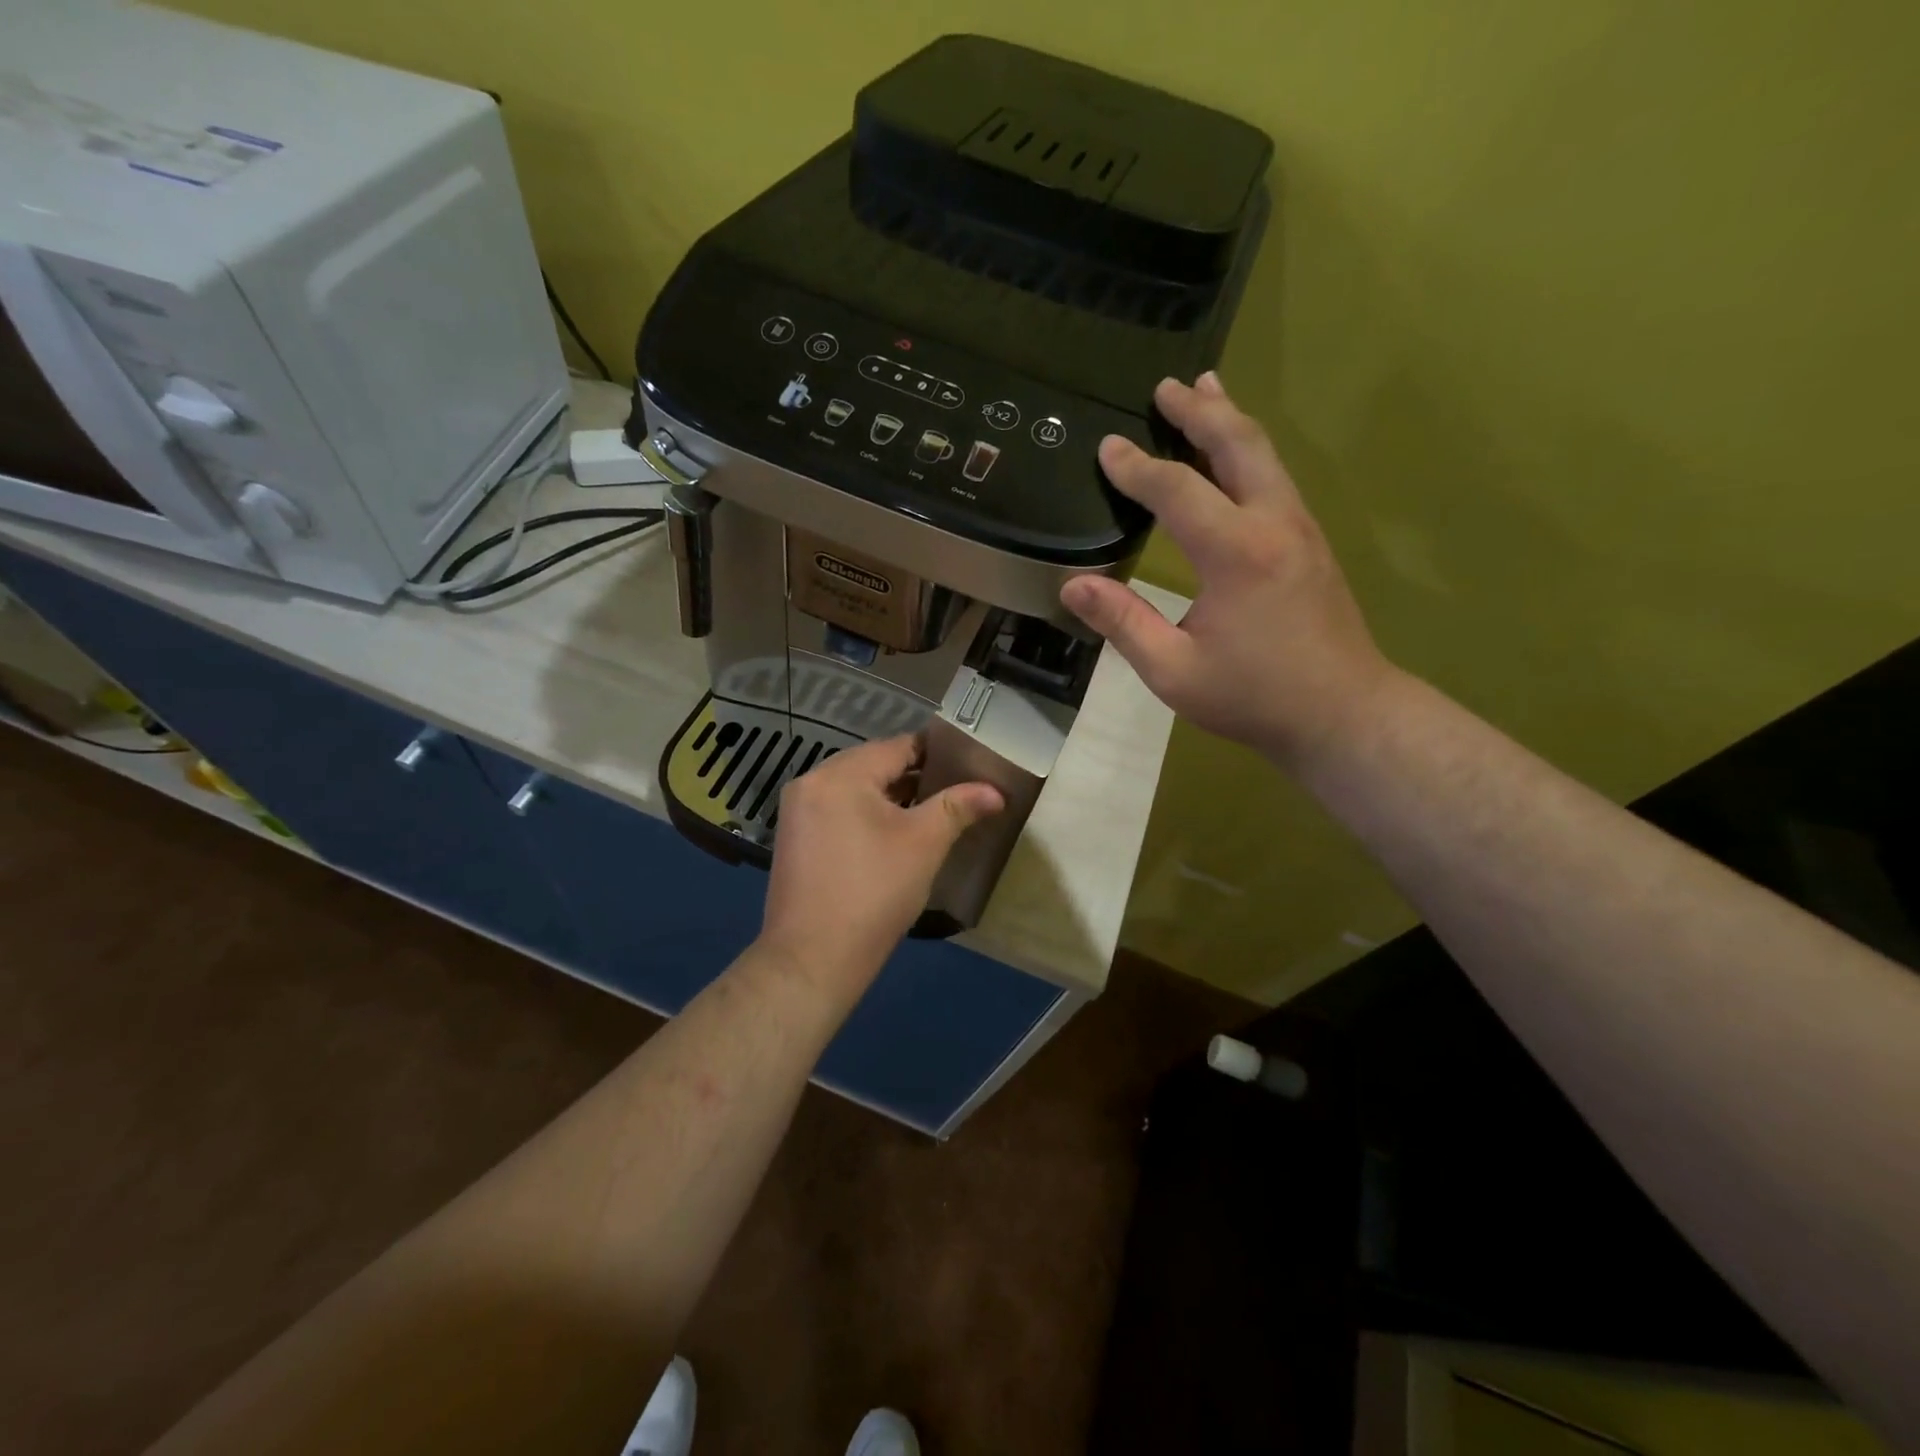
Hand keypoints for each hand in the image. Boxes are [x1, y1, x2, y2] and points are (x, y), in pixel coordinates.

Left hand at [759, 735, 1003, 995]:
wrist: (812, 959)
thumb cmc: (874, 893)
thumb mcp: (924, 844)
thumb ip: (958, 807)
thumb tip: (996, 791)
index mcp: (840, 774)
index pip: (898, 746)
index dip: (937, 752)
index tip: (969, 763)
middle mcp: (812, 781)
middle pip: (874, 764)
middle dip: (916, 775)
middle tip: (956, 788)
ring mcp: (798, 811)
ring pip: (856, 788)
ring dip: (892, 796)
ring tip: (932, 810)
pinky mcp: (795, 838)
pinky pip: (839, 810)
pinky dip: (867, 813)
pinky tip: (894, 833)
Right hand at [1061, 372, 1395, 767]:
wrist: (1343, 714)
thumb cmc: (1253, 697)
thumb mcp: (1173, 670)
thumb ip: (1123, 623)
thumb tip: (1073, 587)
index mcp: (1235, 553)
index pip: (1177, 490)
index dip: (1137, 467)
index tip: (1107, 447)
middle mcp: (1273, 524)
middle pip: (1236, 445)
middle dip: (1198, 411)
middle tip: (1165, 386)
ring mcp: (1300, 529)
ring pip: (1264, 454)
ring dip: (1229, 420)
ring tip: (1204, 389)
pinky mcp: (1311, 542)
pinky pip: (1275, 477)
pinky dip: (1248, 450)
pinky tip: (1235, 454)